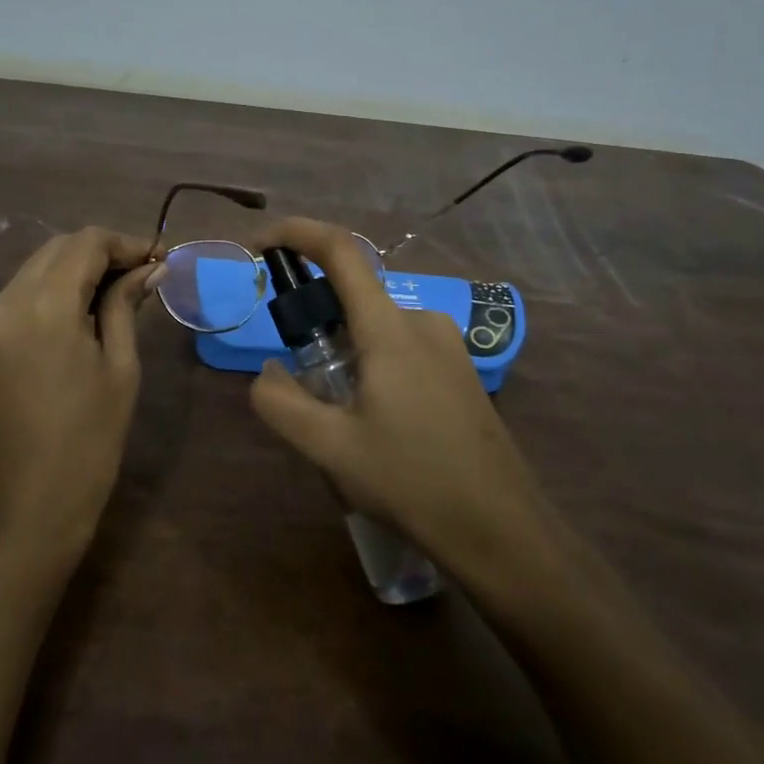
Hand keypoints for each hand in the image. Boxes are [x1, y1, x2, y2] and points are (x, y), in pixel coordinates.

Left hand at [0, 227, 155, 572]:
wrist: (25, 512)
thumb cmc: (87, 444)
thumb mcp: (119, 369)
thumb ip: (126, 307)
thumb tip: (149, 269)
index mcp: (43, 306)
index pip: (86, 243)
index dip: (126, 243)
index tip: (160, 259)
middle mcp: (7, 300)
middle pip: (58, 248)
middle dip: (102, 252)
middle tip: (144, 275)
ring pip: (38, 267)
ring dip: (78, 268)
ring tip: (121, 291)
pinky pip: (23, 294)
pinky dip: (56, 289)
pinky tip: (86, 310)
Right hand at [246, 218, 553, 576]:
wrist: (503, 531)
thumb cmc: (413, 482)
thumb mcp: (331, 448)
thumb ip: (282, 403)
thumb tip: (267, 373)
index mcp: (390, 329)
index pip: (340, 250)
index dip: (296, 233)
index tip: (260, 246)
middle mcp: (422, 321)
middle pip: (354, 294)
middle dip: (315, 318)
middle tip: (299, 376)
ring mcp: (448, 345)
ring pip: (377, 325)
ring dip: (344, 349)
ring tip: (338, 414)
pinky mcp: (459, 370)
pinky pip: (401, 345)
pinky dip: (371, 362)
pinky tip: (375, 422)